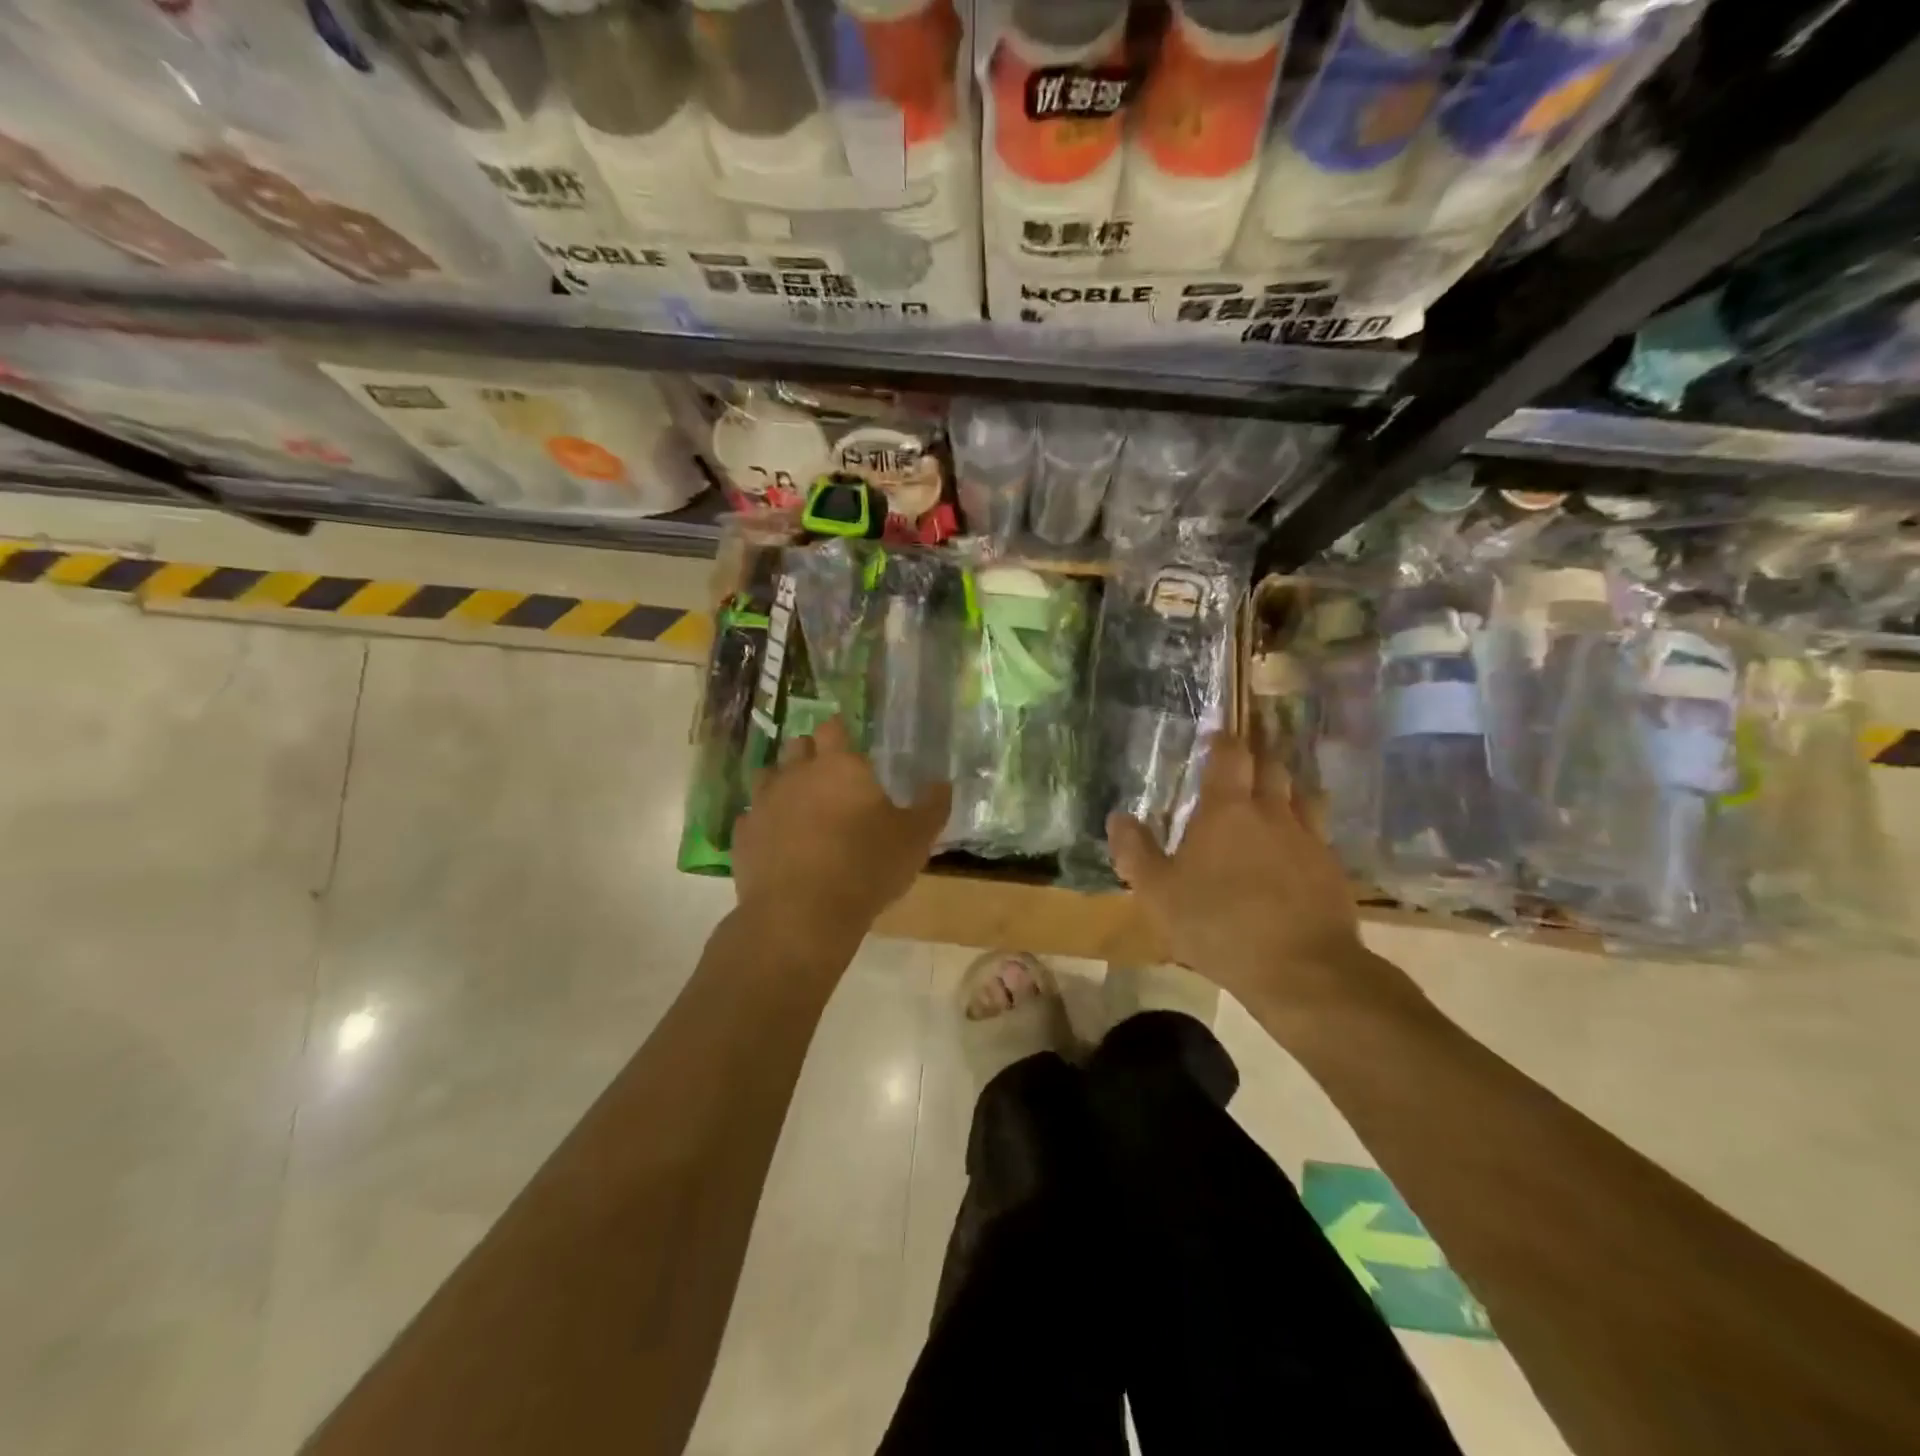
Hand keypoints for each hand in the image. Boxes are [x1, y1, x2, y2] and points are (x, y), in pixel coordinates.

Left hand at [733, 718, 950, 953]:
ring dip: (783, 783)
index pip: (834, 729)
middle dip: (811, 754)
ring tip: (800, 805)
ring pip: (768, 777)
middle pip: (797, 746)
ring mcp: (764, 803)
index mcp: (839, 766)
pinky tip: (777, 840)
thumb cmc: (866, 867)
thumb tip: (943, 784)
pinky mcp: (743, 836)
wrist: (801, 915)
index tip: (848, 742)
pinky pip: (752, 817)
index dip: (840, 732)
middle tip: (829, 775)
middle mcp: (796, 774)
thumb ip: (932, 807)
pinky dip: (765, 822)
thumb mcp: (916, 839)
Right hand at [1108, 735, 1397, 1023]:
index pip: (1230, 754)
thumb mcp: (1157, 893)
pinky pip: (1319, 834)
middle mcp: (1273, 811)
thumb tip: (1117, 817)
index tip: (1214, 737)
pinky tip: (1295, 849)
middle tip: (1241, 763)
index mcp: (1227, 809)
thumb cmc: (1218, 925)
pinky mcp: (1332, 869)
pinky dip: (1305, 829)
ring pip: (1303, 795)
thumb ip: (1134, 852)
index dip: (1222, 741)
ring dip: (1287, 788)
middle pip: (1272, 766)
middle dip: (1257, 757)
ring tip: (1273, 797)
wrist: (1302, 969)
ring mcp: (1309, 838)